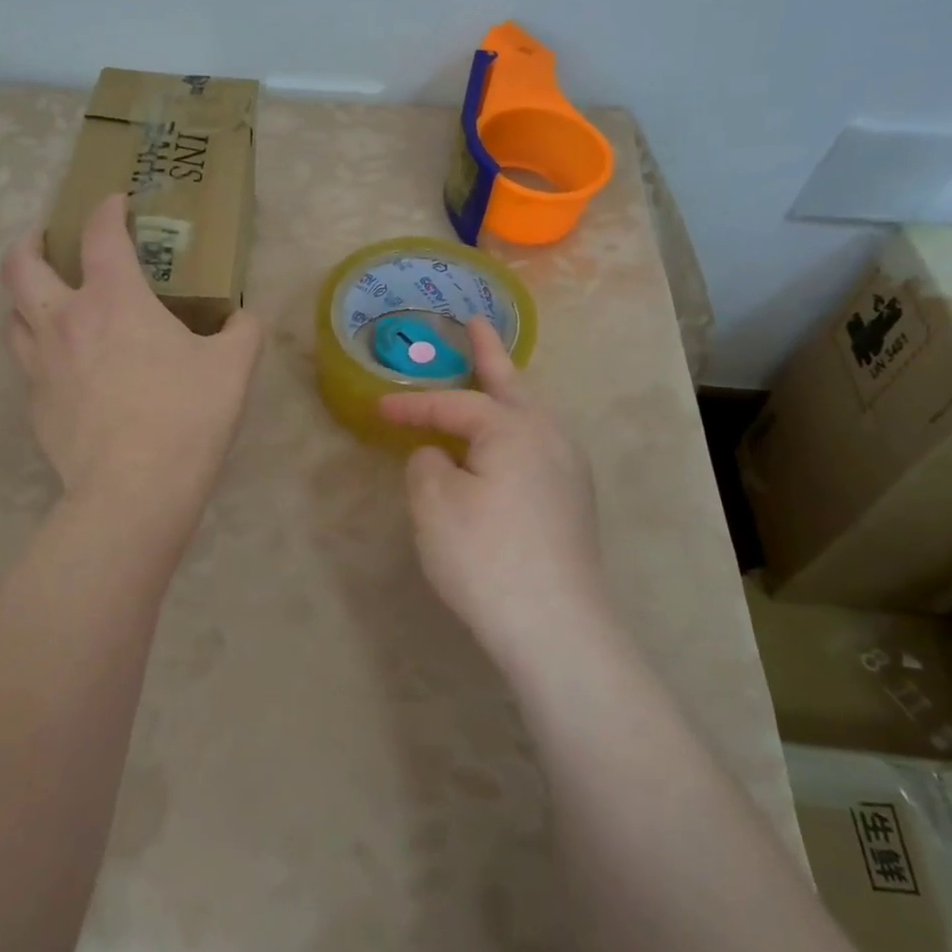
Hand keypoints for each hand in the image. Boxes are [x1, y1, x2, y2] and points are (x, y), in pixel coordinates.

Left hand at [1, 193, 262, 507]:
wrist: (134, 488)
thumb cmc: (186, 415)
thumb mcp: (233, 368)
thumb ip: (242, 333)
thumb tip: (243, 320)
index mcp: (114, 300)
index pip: (101, 235)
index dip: (106, 210)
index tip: (115, 202)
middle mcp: (65, 321)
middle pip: (20, 266)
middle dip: (29, 243)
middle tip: (45, 241)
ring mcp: (41, 365)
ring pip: (11, 316)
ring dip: (24, 300)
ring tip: (44, 303)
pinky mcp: (35, 406)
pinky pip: (27, 366)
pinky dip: (40, 354)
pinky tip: (64, 370)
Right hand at [377, 318, 607, 655]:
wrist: (557, 627)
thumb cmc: (486, 556)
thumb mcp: (434, 504)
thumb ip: (427, 464)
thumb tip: (439, 456)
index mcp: (513, 429)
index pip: (453, 403)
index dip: (412, 405)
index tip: (378, 408)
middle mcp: (548, 437)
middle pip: (511, 386)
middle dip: (489, 355)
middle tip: (475, 323)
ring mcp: (568, 470)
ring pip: (530, 416)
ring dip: (507, 392)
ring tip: (491, 378)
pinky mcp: (572, 502)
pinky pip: (537, 445)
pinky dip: (515, 430)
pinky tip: (506, 447)